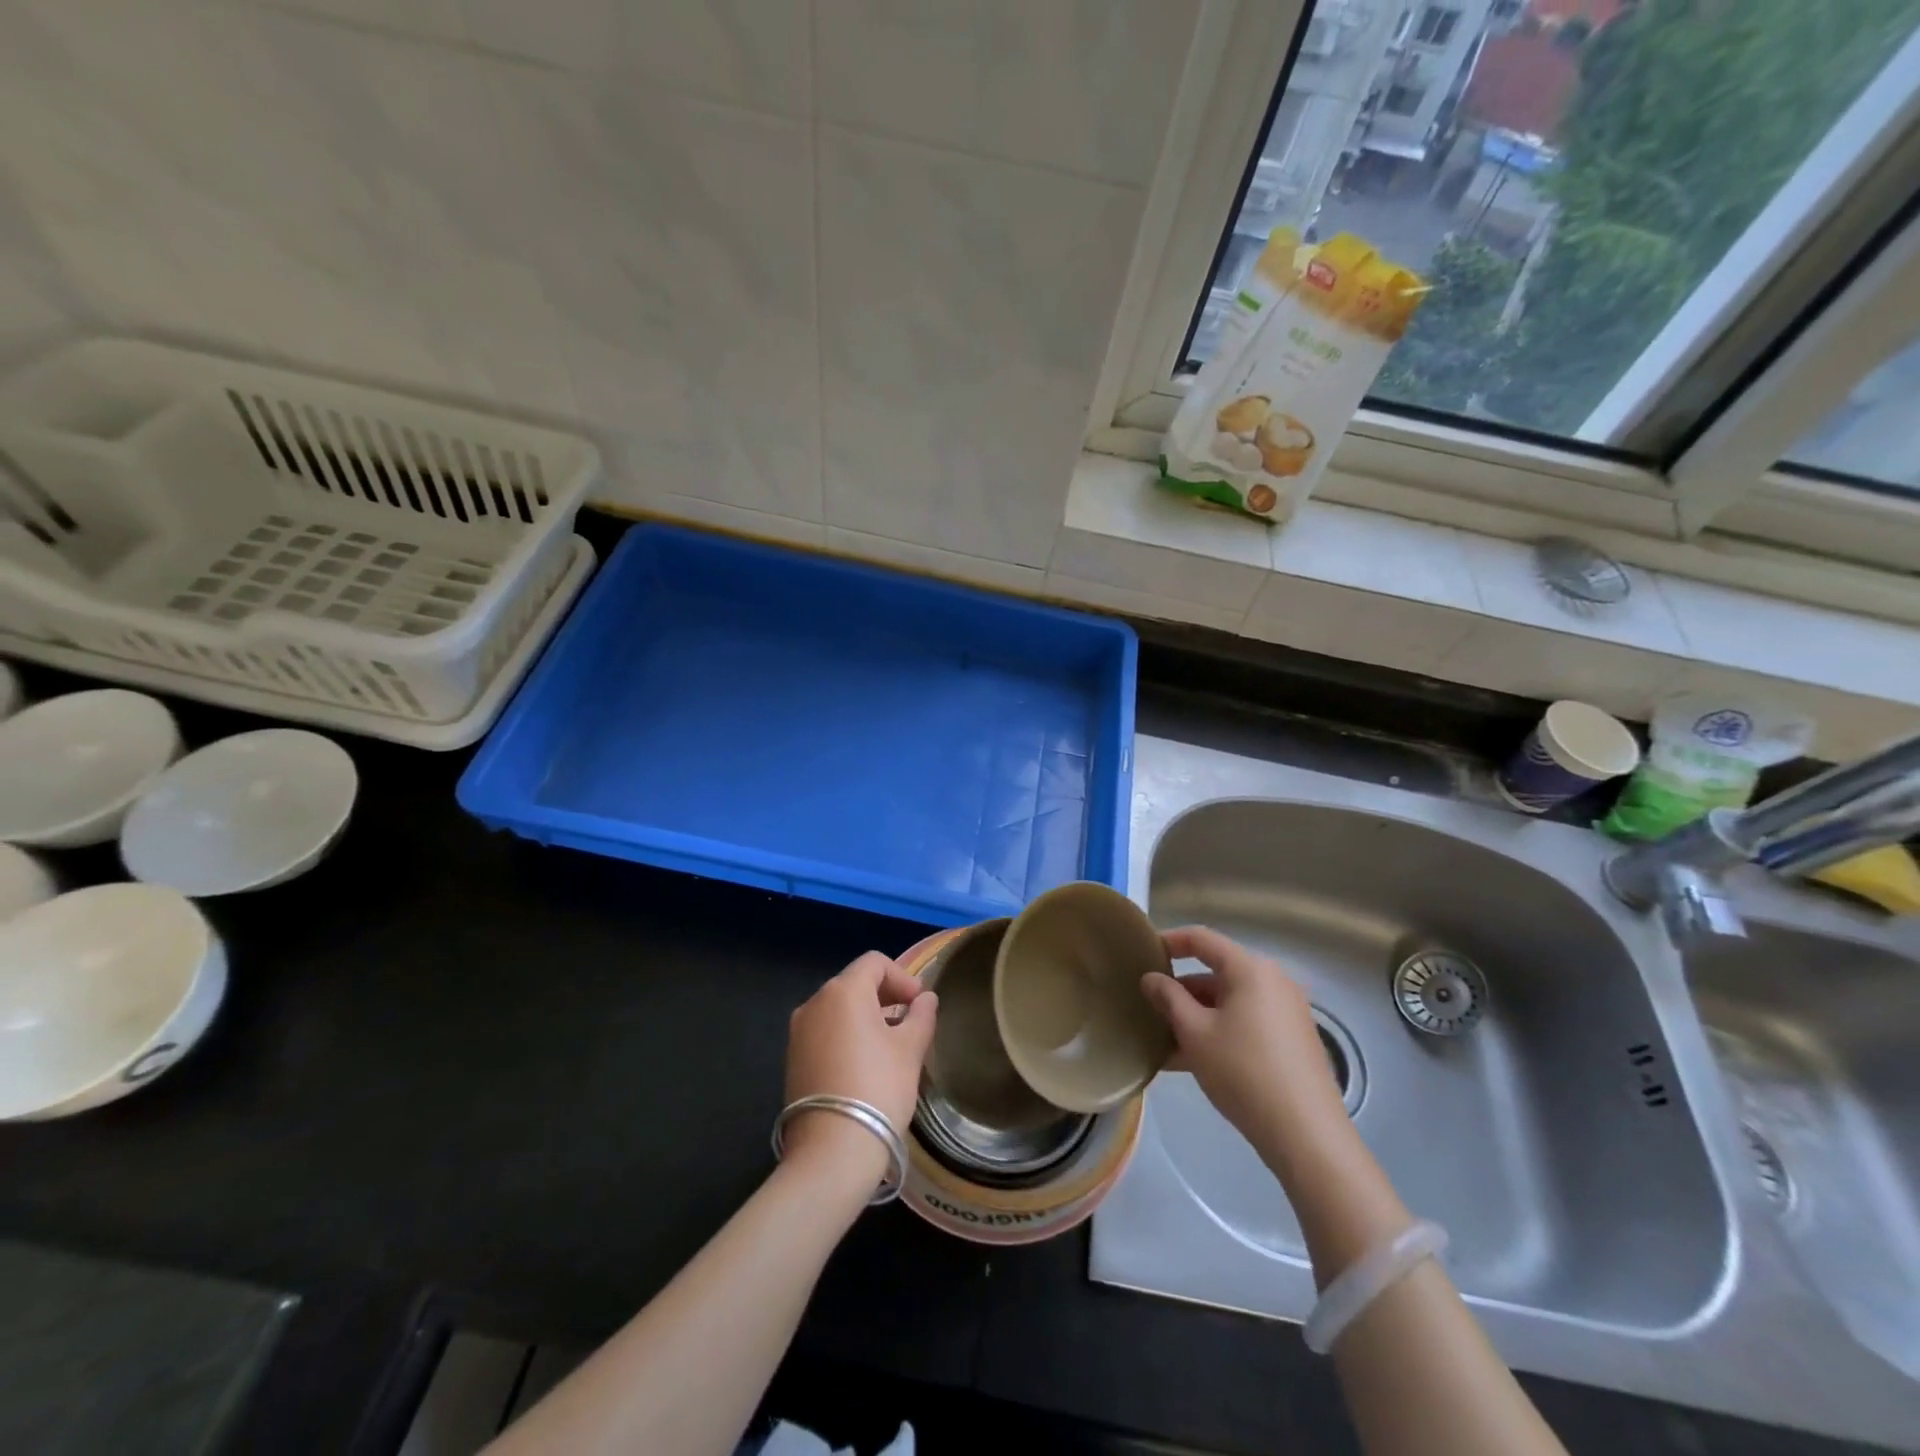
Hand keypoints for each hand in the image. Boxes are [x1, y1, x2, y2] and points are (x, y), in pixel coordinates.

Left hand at [783, 952, 937, 1180]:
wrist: (832, 1151)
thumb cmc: (878, 1088)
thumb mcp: (910, 1049)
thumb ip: (921, 1016)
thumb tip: (926, 999)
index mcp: (842, 991)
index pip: (875, 963)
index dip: (902, 977)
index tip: (920, 1004)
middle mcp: (814, 1002)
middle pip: (854, 983)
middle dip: (885, 996)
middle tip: (910, 1022)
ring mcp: (798, 1032)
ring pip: (838, 1009)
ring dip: (866, 1017)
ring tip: (891, 1046)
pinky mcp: (792, 1059)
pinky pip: (825, 1032)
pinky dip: (847, 1036)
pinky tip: (865, 1064)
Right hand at [1141, 926, 1348, 1168]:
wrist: (1306, 1134)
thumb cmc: (1243, 1071)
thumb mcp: (1194, 1032)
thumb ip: (1168, 998)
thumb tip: (1151, 978)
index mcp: (1250, 969)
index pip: (1202, 939)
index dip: (1170, 941)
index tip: (1143, 954)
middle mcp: (1273, 982)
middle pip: (1216, 973)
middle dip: (1181, 991)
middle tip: (1150, 1008)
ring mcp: (1287, 1012)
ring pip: (1229, 1003)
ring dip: (1196, 1016)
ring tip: (1164, 1042)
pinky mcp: (1292, 1041)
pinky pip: (1246, 1023)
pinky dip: (1218, 1032)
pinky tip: (1192, 1062)